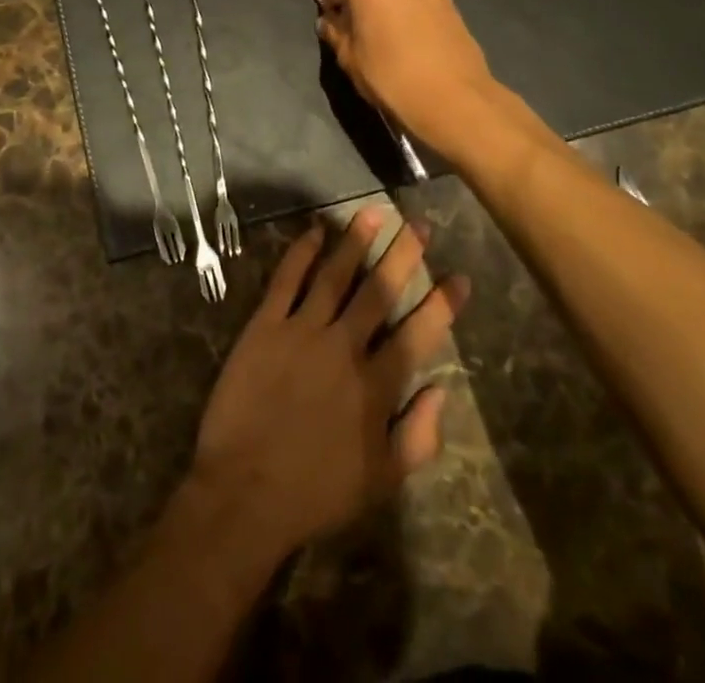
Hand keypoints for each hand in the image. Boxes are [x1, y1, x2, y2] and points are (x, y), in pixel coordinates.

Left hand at [186, 207, 468, 563]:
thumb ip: (418, 436)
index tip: (459, 276)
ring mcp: (301, 331)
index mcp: (376, 386)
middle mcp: (343, 347)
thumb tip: (441, 390)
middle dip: (403, 255)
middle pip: (379, 291)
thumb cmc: (316, 492)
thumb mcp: (381, 480)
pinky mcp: (265, 325)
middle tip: (419, 224)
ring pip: (335, 276)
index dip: (441, 304)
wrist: (245, 490)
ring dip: (355, 242)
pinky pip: (286, 280)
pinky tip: (315, 232)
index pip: (418, 334)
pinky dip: (301, 253)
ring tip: (372, 212)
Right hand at [319, 0, 552, 163]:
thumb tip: (330, 22)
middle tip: (355, 20)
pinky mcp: (454, 2)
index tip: (332, 10)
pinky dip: (411, 8)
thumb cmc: (389, 72)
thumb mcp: (348, 56)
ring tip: (384, 32)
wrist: (454, 99)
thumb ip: (336, 31)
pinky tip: (410, 40)